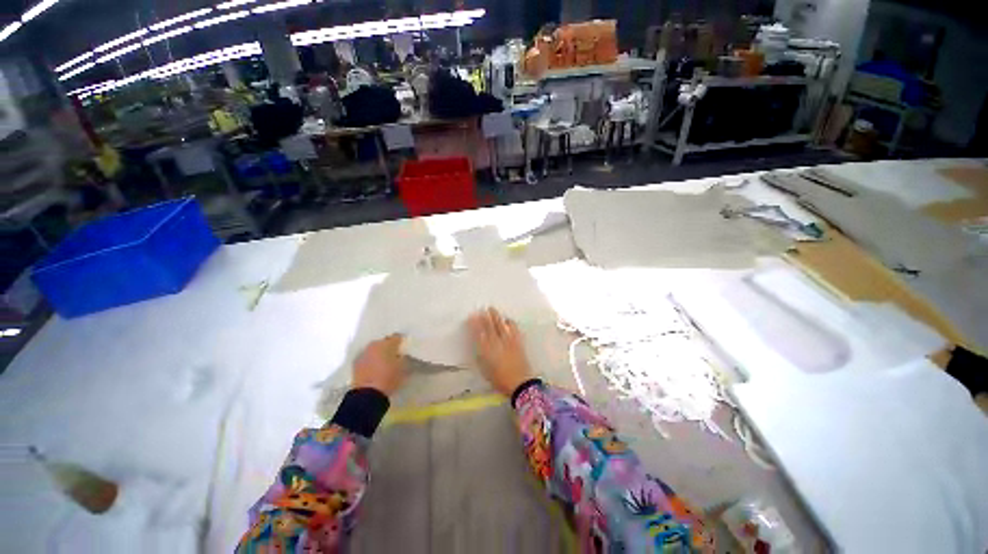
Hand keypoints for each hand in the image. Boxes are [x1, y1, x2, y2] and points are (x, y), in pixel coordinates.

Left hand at [352, 334, 405, 396]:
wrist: (367, 394)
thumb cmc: (389, 378)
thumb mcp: (402, 367)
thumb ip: (403, 357)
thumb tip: (401, 353)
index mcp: (387, 343)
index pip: (396, 337)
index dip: (401, 341)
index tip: (404, 346)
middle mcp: (374, 345)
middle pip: (384, 341)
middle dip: (389, 346)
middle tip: (395, 354)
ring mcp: (363, 353)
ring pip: (374, 349)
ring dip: (379, 352)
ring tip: (384, 361)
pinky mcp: (356, 363)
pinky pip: (367, 357)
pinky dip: (371, 359)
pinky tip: (375, 367)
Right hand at [468, 308, 533, 395]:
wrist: (520, 383)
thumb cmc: (500, 380)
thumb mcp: (485, 369)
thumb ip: (481, 356)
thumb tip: (479, 344)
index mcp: (487, 350)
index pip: (479, 333)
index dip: (475, 324)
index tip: (472, 316)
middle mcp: (497, 343)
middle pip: (491, 326)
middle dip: (486, 316)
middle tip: (483, 308)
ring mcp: (509, 341)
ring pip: (501, 324)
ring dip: (497, 316)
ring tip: (493, 310)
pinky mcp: (518, 342)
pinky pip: (513, 328)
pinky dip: (510, 322)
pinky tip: (507, 320)